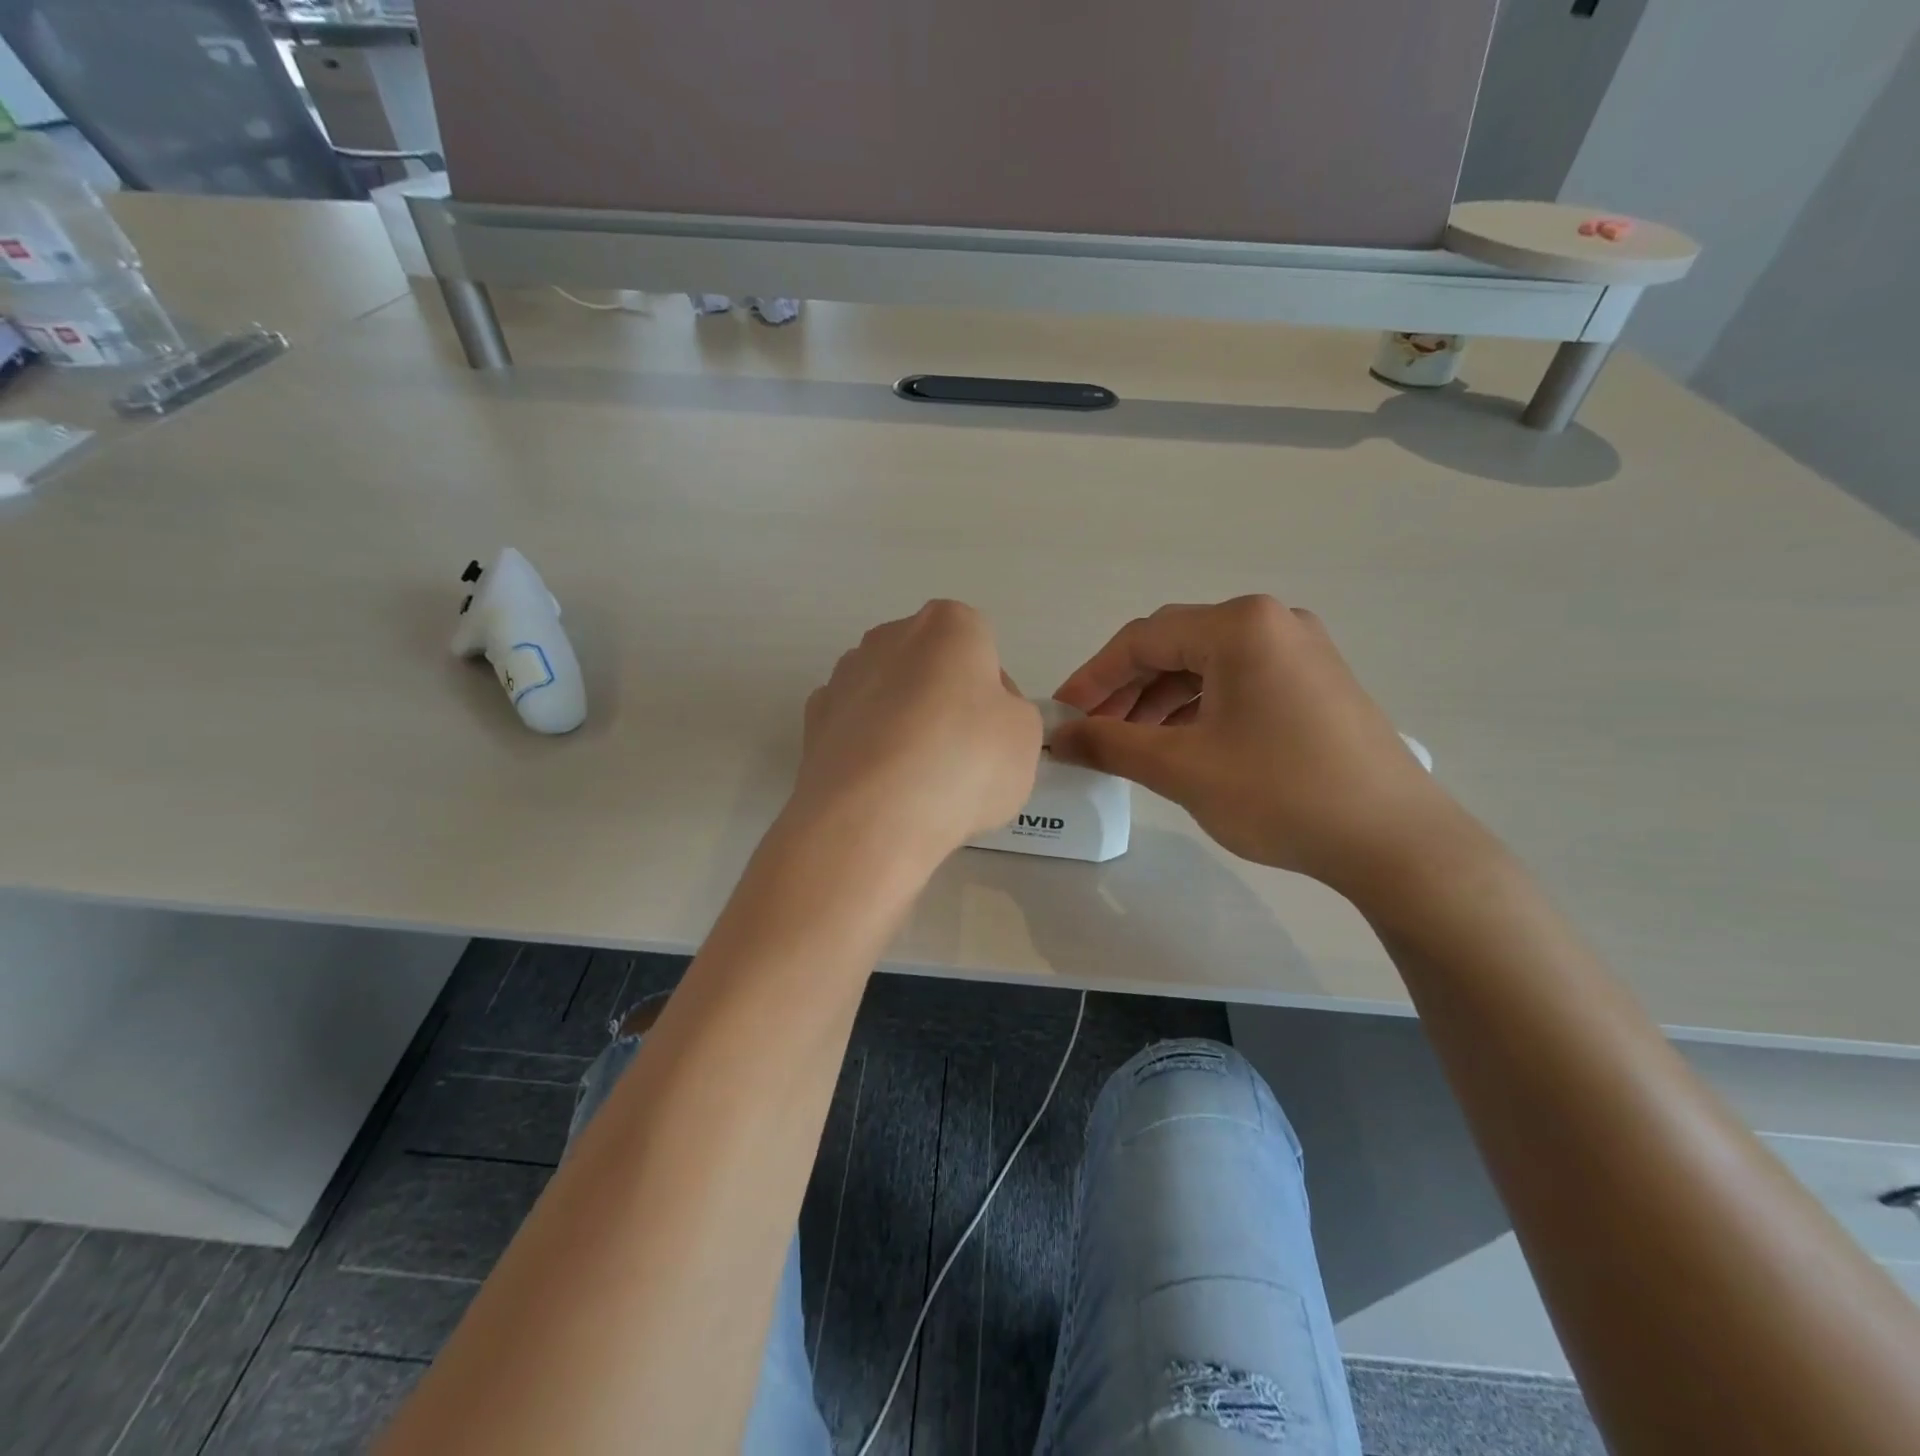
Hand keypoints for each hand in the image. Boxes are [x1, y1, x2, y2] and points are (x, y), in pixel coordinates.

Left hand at [791, 601, 1041, 862]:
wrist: (872, 817)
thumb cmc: (964, 763)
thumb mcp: (1024, 737)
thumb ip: (1010, 713)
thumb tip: (981, 716)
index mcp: (948, 626)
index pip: (981, 647)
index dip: (992, 692)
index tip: (993, 733)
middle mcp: (889, 636)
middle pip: (929, 666)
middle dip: (943, 701)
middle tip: (960, 757)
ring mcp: (843, 677)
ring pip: (887, 696)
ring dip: (901, 725)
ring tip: (916, 783)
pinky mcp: (812, 721)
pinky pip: (854, 729)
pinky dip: (867, 749)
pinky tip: (879, 788)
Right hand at [1050, 596, 1470, 892]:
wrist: (1394, 840)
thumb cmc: (1279, 793)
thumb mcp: (1181, 768)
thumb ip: (1109, 744)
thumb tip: (1057, 737)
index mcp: (1239, 625)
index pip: (1142, 640)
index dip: (1093, 678)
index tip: (1062, 715)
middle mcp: (1272, 622)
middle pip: (1175, 647)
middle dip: (1126, 690)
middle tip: (1093, 733)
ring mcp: (1301, 650)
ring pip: (1206, 666)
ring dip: (1160, 701)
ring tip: (1131, 745)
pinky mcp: (1316, 682)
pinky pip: (1239, 682)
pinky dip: (1200, 708)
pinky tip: (1181, 744)